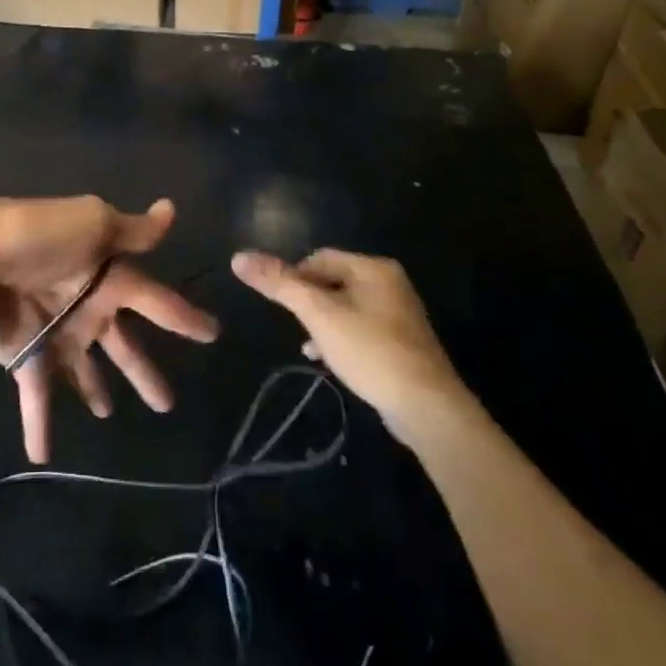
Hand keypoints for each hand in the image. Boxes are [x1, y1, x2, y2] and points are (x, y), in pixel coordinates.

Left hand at [0, 195, 218, 463]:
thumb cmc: (37, 237)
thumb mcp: (92, 223)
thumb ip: (133, 230)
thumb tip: (171, 209)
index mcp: (106, 275)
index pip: (154, 300)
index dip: (182, 316)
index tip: (211, 334)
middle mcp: (85, 306)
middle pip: (122, 344)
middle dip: (143, 370)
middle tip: (167, 404)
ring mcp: (54, 333)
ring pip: (85, 371)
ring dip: (96, 392)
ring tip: (107, 417)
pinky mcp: (24, 356)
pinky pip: (38, 395)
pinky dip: (40, 425)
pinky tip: (42, 457)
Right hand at [232, 249, 464, 431]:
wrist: (427, 408)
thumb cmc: (370, 351)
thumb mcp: (319, 314)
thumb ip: (280, 284)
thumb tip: (239, 257)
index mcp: (373, 268)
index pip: (319, 258)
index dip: (295, 278)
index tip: (283, 307)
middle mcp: (390, 284)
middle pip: (332, 281)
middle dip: (310, 303)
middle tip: (298, 328)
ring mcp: (399, 314)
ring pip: (345, 308)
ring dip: (323, 323)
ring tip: (310, 347)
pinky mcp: (402, 344)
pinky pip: (361, 330)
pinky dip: (341, 339)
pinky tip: (329, 361)